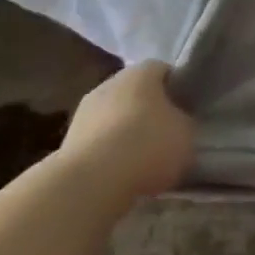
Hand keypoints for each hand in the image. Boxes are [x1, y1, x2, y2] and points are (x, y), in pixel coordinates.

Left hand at [58, 60, 195, 202]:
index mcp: (143, 71)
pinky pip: (98, 143)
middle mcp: (111, 83)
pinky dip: (108, 155)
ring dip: (126, 134)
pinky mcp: (67, 144)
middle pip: (136, 93)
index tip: (187, 110)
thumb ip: (184, 122)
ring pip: (114, 118)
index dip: (177, 89)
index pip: (165, 71)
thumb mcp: (187, 133)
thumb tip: (178, 124)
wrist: (90, 183)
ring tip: (143, 160)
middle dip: (149, 111)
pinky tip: (121, 175)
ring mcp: (84, 112)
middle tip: (166, 134)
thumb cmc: (148, 145)